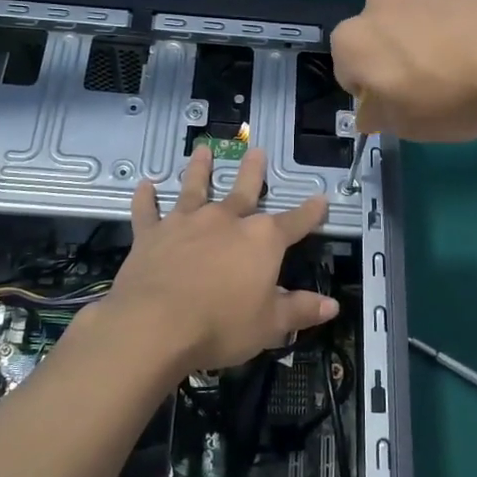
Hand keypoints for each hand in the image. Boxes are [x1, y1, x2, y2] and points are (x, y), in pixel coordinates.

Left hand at [89, 144, 337, 373]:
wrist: (155, 325)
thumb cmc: (221, 326)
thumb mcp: (270, 326)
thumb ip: (300, 311)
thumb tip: (332, 306)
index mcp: (261, 240)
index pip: (294, 222)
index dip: (310, 212)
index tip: (321, 199)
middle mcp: (225, 220)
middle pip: (244, 190)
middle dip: (253, 171)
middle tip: (257, 151)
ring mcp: (186, 223)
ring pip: (195, 188)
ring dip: (199, 169)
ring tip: (203, 150)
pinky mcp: (151, 234)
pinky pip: (148, 210)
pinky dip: (146, 198)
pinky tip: (145, 184)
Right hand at [331, 0, 476, 140]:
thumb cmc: (447, 93)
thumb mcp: (408, 126)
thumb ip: (381, 118)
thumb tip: (372, 112)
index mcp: (352, 39)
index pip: (348, 73)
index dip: (372, 96)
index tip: (399, 110)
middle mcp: (377, 2)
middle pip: (380, 39)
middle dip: (396, 60)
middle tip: (429, 90)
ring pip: (414, 21)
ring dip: (426, 41)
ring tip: (464, 70)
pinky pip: (449, 11)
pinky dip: (458, 28)